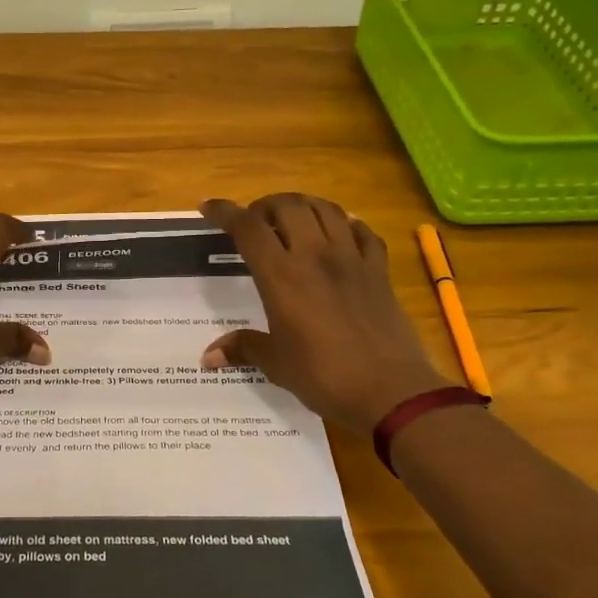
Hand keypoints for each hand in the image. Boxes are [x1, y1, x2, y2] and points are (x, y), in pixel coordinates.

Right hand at [199, 193, 449, 432]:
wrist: (390, 391)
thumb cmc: (323, 376)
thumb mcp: (276, 363)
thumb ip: (243, 348)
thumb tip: (208, 357)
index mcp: (282, 276)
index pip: (248, 228)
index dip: (225, 212)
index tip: (208, 208)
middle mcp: (315, 256)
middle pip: (288, 206)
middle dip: (265, 206)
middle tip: (256, 222)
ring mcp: (352, 259)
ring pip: (326, 209)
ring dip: (304, 206)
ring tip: (293, 220)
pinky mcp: (379, 270)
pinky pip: (363, 232)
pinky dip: (346, 224)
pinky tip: (340, 232)